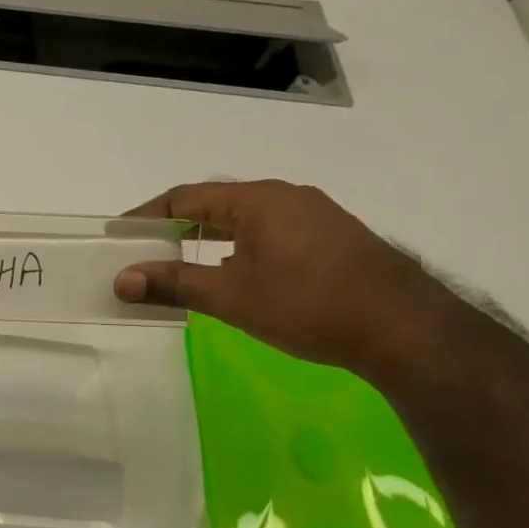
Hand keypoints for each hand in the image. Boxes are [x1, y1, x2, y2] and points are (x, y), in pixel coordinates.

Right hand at [113, 180, 460, 377]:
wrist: (408, 331)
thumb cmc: (308, 304)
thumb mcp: (231, 297)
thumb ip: (173, 283)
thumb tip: (121, 280)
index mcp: (257, 199)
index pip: (185, 196)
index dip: (147, 215)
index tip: (120, 234)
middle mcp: (286, 196)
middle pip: (215, 203)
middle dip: (176, 225)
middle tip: (146, 249)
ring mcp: (316, 215)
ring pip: (246, 219)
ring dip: (209, 236)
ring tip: (184, 261)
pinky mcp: (335, 238)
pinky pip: (272, 231)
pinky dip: (241, 246)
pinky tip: (239, 273)